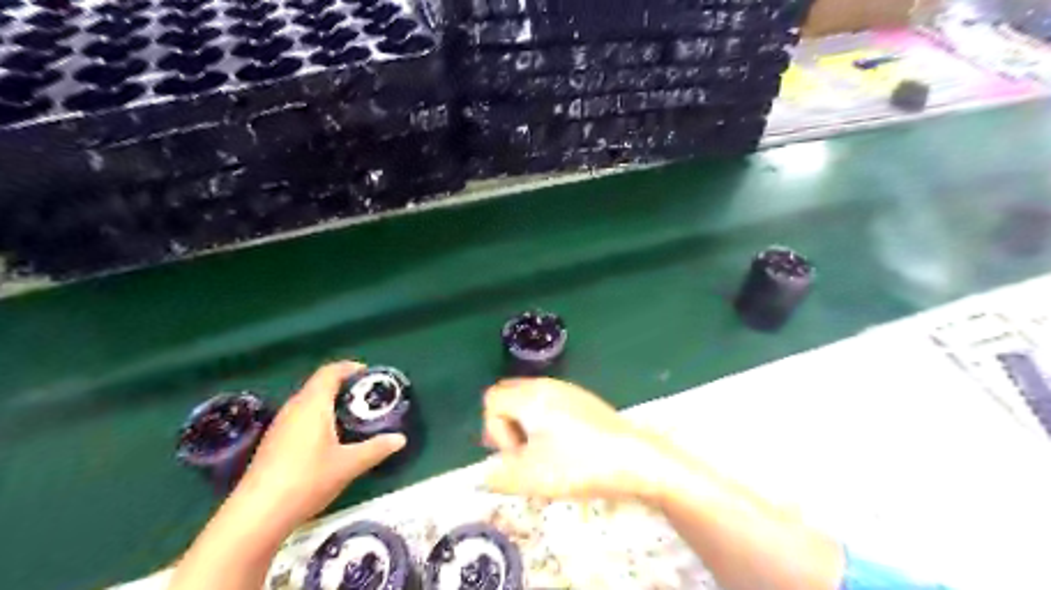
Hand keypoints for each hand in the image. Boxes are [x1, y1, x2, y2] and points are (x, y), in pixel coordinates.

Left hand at [232, 362, 404, 527]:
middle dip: (341, 385)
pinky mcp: (272, 443)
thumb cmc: (307, 479)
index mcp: (312, 404)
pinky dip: (316, 417)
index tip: (367, 373)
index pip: (330, 373)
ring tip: (350, 415)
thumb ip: (376, 448)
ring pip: (307, 402)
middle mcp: (294, 409)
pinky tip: (328, 438)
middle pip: (317, 385)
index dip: (348, 368)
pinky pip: (299, 418)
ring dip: (328, 402)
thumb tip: (400, 439)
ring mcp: (279, 426)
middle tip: (364, 395)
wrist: (257, 514)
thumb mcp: (349, 464)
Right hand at [482, 378, 666, 501]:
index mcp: (530, 397)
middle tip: (522, 454)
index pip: (492, 401)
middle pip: (508, 395)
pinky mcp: (583, 401)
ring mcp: (567, 390)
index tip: (517, 454)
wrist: (635, 458)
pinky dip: (546, 423)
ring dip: (526, 426)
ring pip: (530, 401)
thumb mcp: (531, 477)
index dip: (495, 430)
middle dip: (507, 425)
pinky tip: (565, 449)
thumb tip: (488, 473)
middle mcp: (546, 386)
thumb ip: (498, 475)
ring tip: (542, 455)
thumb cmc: (580, 464)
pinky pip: (550, 405)